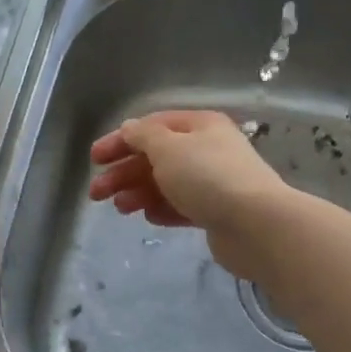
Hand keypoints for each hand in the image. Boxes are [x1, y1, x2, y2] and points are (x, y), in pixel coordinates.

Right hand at [87, 111, 291, 280]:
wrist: (256, 225)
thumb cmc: (207, 177)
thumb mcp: (167, 147)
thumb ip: (143, 136)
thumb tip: (130, 129)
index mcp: (199, 126)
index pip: (152, 127)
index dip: (120, 140)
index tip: (94, 159)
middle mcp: (207, 149)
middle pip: (156, 157)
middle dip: (123, 172)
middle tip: (96, 193)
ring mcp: (213, 182)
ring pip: (167, 183)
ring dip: (138, 192)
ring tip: (119, 209)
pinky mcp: (216, 213)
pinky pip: (182, 206)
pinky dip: (163, 209)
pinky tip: (148, 217)